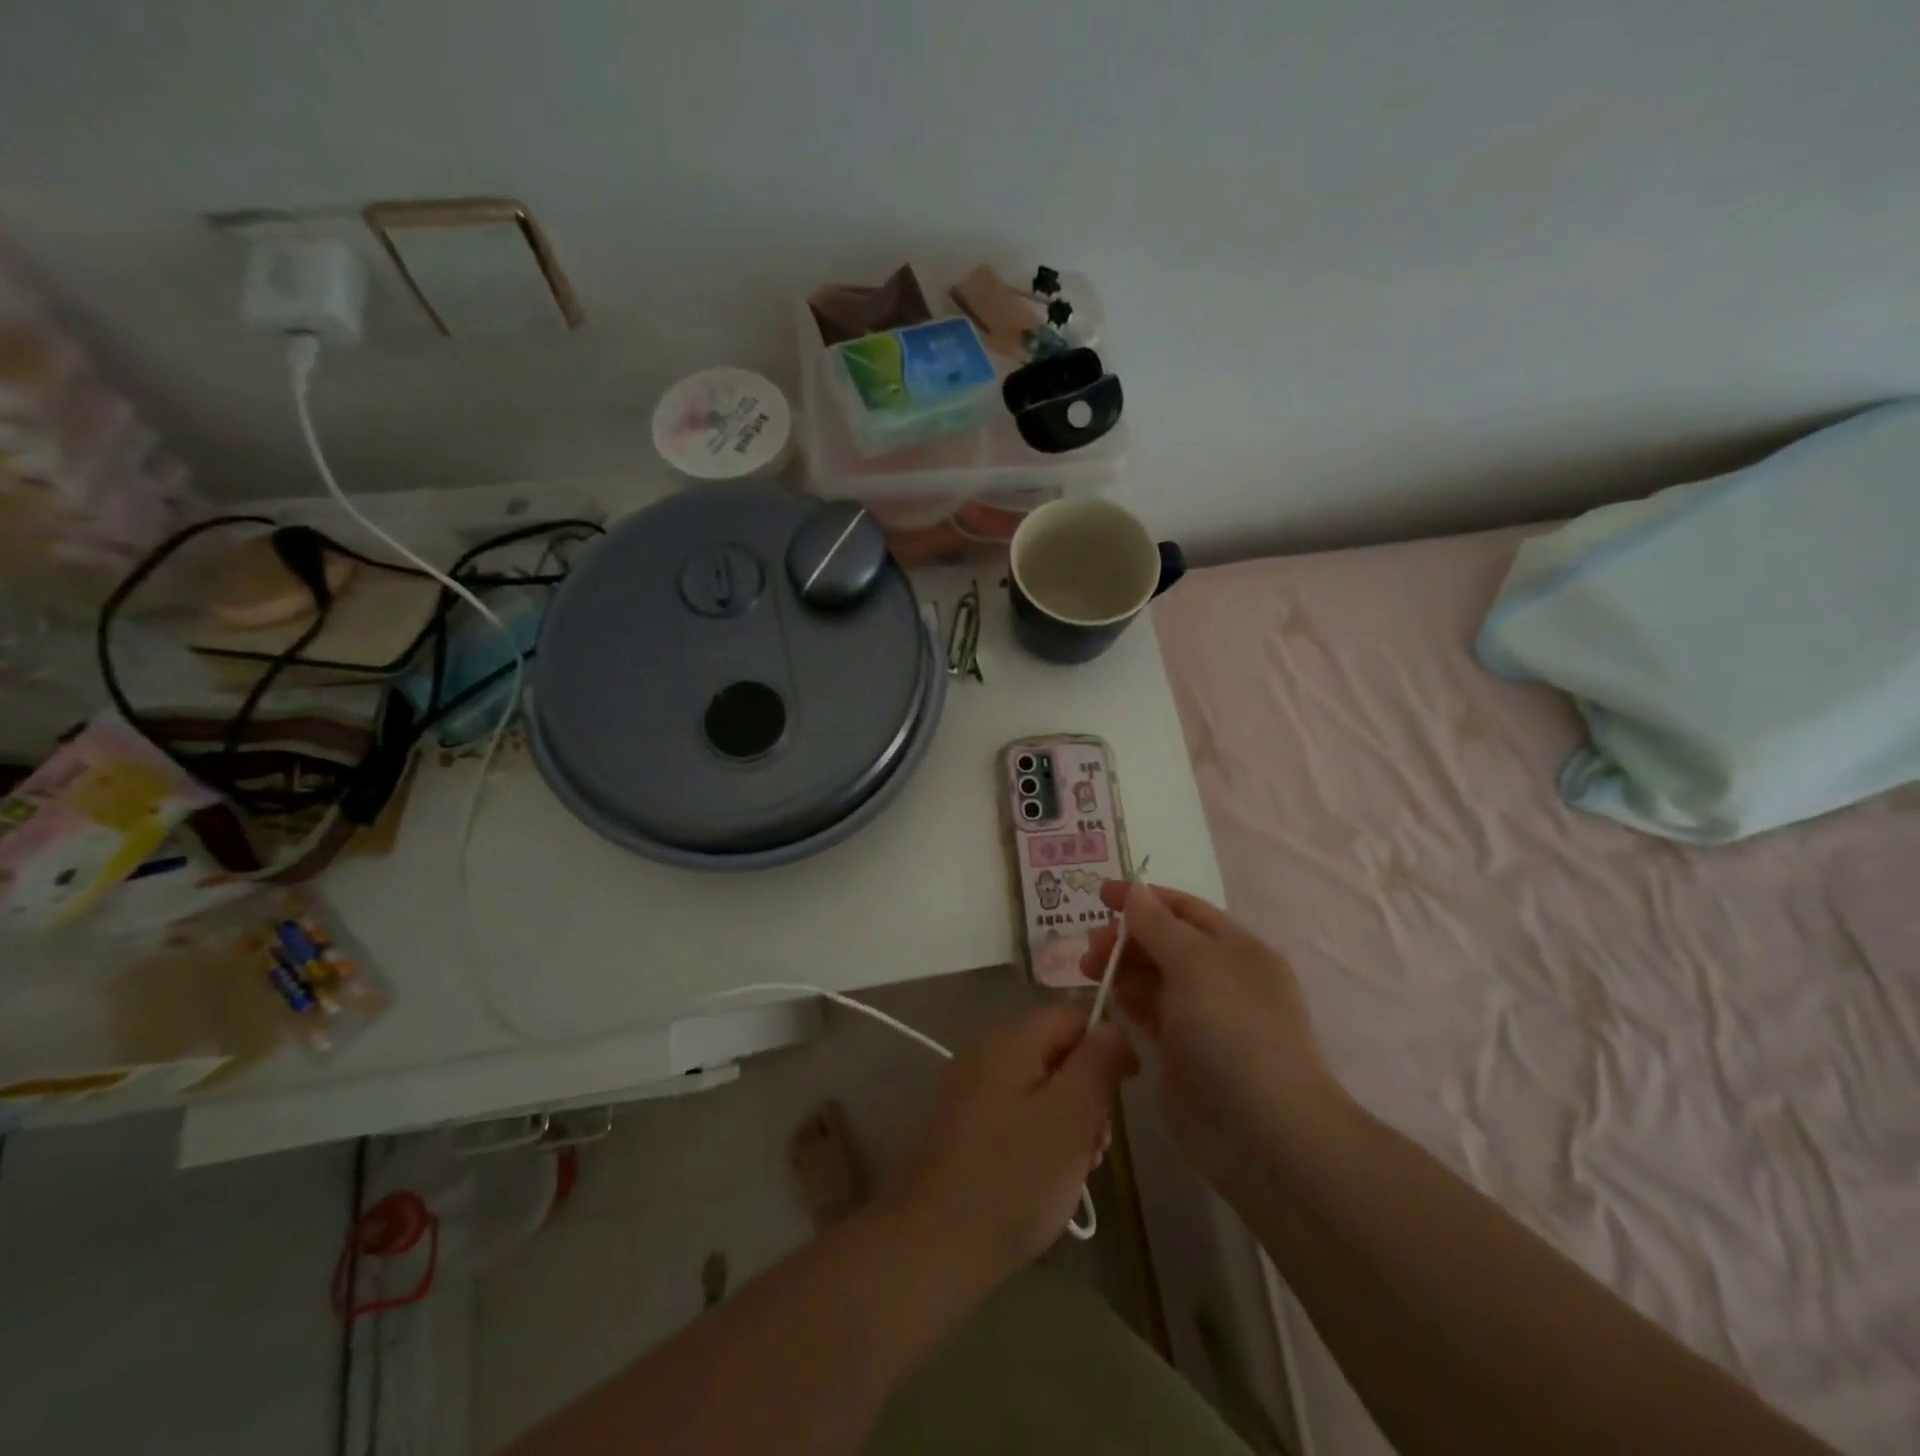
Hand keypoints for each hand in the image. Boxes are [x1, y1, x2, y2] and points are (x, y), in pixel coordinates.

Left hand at [893, 1005, 1136, 1279]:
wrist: (935, 1242)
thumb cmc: (1015, 1176)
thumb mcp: (1072, 1115)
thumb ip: (1097, 1063)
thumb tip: (1112, 1027)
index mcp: (1009, 1039)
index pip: (1070, 1015)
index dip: (1106, 1044)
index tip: (1127, 1090)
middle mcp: (985, 1051)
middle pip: (1054, 1049)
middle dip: (1087, 1089)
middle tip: (1098, 1144)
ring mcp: (970, 1088)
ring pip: (1038, 1084)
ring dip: (1068, 1117)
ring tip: (1078, 1166)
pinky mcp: (964, 1123)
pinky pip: (1016, 1109)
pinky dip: (1041, 1132)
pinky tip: (1048, 1174)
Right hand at [1079, 882, 1345, 1192]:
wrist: (1264, 1134)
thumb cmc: (1233, 1033)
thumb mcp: (1196, 966)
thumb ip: (1159, 925)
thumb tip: (1134, 889)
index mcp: (1236, 948)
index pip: (1184, 909)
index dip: (1143, 898)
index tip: (1100, 894)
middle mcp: (1221, 977)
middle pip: (1165, 942)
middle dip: (1127, 936)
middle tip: (1090, 946)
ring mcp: (1203, 1018)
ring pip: (1154, 978)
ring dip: (1122, 968)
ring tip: (1088, 970)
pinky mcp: (1184, 1053)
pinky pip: (1150, 1013)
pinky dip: (1128, 1001)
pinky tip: (1107, 1000)